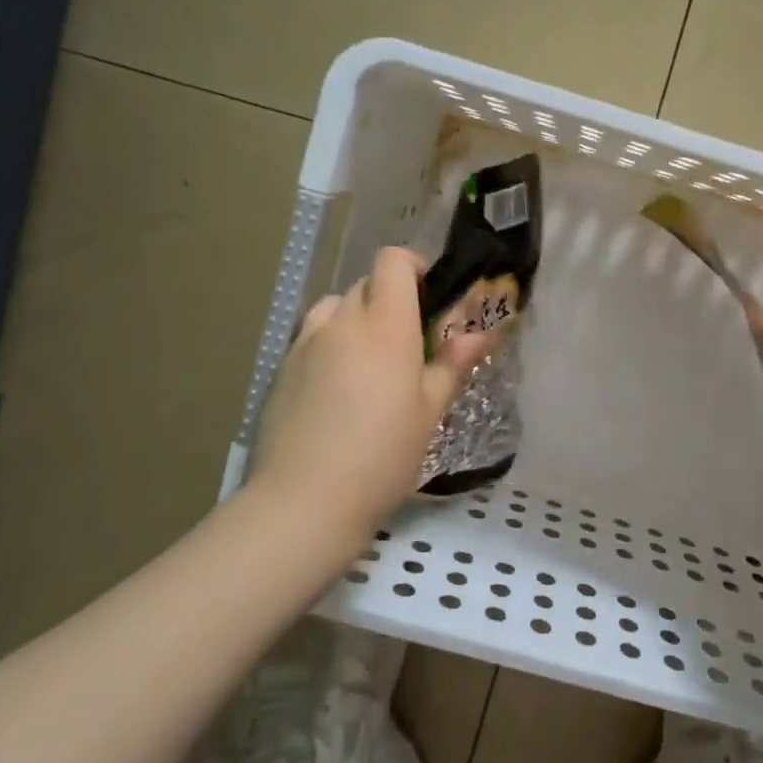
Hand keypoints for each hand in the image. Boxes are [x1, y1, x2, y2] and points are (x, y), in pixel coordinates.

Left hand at [247, 247, 493, 547]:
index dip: (413, 266)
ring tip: (370, 359)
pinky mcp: (282, 368)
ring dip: (357, 317)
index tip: (429, 296)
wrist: (305, 500)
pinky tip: (338, 387)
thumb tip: (480, 335)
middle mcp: (342, 323)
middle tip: (409, 340)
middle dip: (391, 298)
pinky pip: (312, 336)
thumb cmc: (383, 455)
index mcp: (385, 326)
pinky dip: (331, 343)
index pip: (392, 262)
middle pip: (366, 283)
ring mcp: (306, 343)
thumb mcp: (429, 412)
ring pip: (335, 306)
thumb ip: (452, 365)